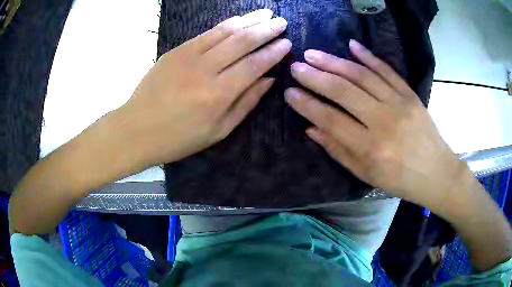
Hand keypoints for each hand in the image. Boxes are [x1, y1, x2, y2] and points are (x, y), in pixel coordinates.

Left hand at [118, 9, 290, 165]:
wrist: (137, 129)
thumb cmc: (178, 138)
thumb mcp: (218, 131)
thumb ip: (246, 103)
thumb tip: (269, 80)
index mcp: (219, 95)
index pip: (254, 65)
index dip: (273, 52)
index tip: (287, 43)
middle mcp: (206, 70)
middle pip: (242, 42)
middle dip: (266, 29)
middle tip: (282, 22)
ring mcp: (188, 56)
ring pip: (225, 31)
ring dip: (249, 20)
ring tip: (266, 14)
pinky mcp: (176, 50)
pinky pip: (206, 33)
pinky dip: (225, 24)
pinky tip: (238, 20)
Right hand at [284, 40, 464, 202]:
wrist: (436, 172)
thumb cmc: (400, 180)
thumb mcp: (365, 174)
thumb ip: (338, 150)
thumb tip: (310, 129)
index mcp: (370, 148)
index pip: (331, 120)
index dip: (307, 105)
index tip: (289, 93)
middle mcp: (384, 122)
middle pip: (344, 92)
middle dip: (315, 77)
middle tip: (296, 66)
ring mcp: (399, 104)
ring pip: (362, 76)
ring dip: (335, 62)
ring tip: (313, 54)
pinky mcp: (410, 94)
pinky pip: (387, 70)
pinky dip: (369, 56)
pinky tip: (351, 45)